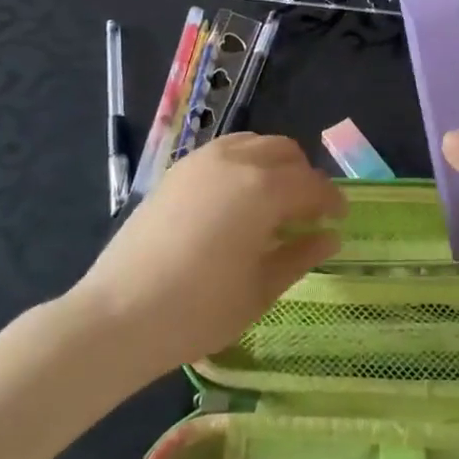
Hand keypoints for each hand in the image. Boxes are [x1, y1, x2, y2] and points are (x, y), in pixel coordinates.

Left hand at [69, 133, 343, 377]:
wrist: (119, 314)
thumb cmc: (199, 310)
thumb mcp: (261, 289)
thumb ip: (300, 255)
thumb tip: (330, 237)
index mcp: (264, 189)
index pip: (312, 184)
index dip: (331, 201)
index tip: (339, 220)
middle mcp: (236, 160)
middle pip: (285, 152)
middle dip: (303, 177)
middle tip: (306, 213)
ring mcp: (202, 160)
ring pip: (254, 143)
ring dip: (273, 165)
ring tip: (272, 202)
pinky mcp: (177, 170)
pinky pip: (224, 151)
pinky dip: (243, 164)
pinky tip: (236, 200)